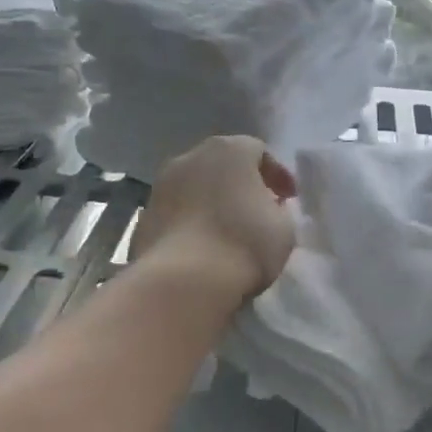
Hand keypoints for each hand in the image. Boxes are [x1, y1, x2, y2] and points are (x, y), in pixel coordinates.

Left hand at [130, 136, 297, 298]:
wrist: (182, 282)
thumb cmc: (243, 245)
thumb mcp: (283, 228)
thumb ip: (278, 210)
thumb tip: (266, 208)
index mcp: (229, 150)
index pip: (258, 151)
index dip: (276, 174)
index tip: (288, 199)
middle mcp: (191, 157)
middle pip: (222, 164)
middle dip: (241, 184)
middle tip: (258, 210)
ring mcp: (161, 184)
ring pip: (195, 186)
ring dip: (212, 201)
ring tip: (226, 231)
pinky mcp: (143, 215)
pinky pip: (176, 211)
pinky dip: (190, 222)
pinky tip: (201, 247)